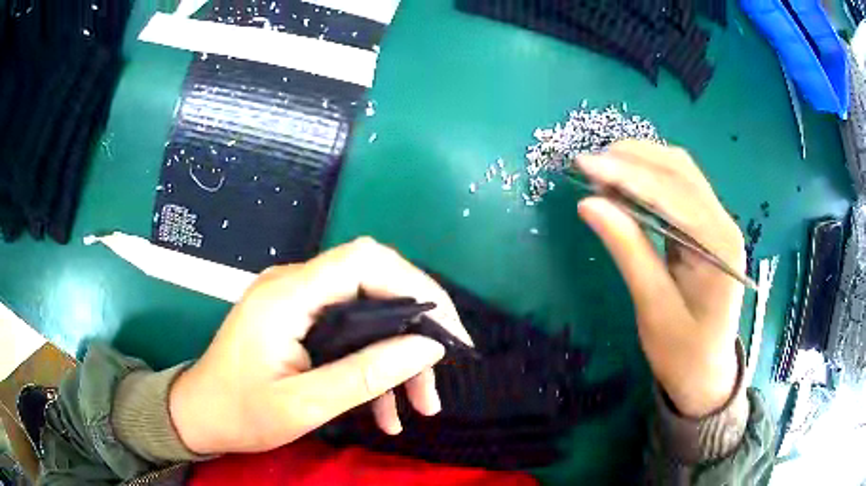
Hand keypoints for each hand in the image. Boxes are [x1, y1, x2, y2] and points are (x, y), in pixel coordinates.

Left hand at [169, 238, 471, 453]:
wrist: (200, 414)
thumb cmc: (241, 413)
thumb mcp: (304, 405)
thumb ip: (366, 374)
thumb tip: (427, 347)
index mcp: (288, 296)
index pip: (365, 261)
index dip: (416, 285)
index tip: (448, 331)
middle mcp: (294, 285)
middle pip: (373, 284)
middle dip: (415, 328)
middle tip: (440, 374)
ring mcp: (296, 302)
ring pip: (367, 312)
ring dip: (398, 356)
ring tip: (420, 406)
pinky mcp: (298, 320)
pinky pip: (349, 330)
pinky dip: (373, 364)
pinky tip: (387, 409)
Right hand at [575, 140, 744, 417]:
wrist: (707, 374)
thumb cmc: (683, 352)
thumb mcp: (653, 307)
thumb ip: (628, 249)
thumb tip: (589, 203)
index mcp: (719, 246)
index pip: (672, 192)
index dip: (627, 174)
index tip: (584, 164)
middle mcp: (724, 223)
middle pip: (679, 171)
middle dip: (633, 159)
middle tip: (588, 164)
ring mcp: (718, 222)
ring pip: (680, 172)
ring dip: (641, 162)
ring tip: (602, 168)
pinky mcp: (707, 227)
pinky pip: (679, 189)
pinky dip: (649, 179)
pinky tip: (625, 183)